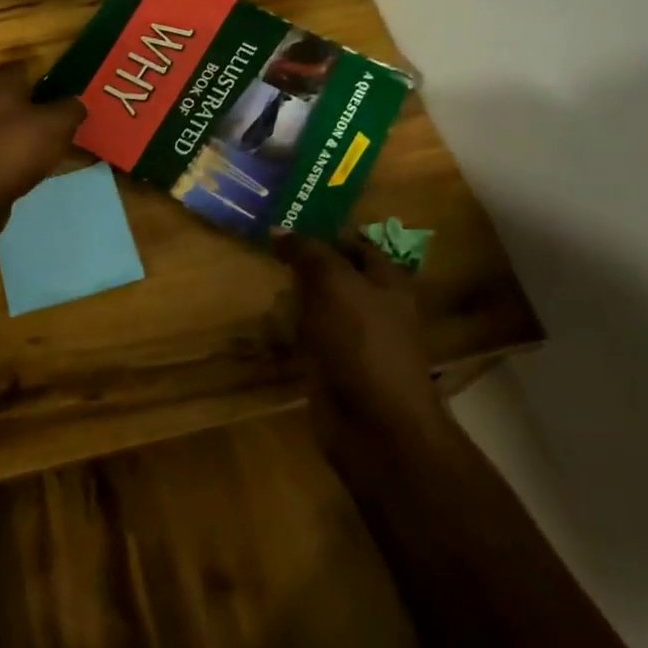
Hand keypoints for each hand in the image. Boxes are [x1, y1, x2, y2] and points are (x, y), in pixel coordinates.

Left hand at [0, 61, 86, 209]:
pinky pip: (5, 148)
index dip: (49, 76)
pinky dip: (22, 154)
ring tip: (60, 145)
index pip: (26, 67)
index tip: (70, 90)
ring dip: (32, 132)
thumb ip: (72, 108)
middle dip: (41, 106)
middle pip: (17, 97)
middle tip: (68, 118)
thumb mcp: (58, 123)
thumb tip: (77, 103)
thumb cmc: (18, 146)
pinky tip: (42, 166)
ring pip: (11, 125)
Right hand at [272, 230, 446, 456]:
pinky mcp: (335, 370)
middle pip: (337, 277)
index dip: (326, 233)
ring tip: (261, 283)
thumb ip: (308, 252)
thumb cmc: (360, 342)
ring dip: (295, 299)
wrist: (374, 423)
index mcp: (387, 282)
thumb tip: (279, 228)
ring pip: (321, 309)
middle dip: (306, 266)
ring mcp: (355, 342)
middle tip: (265, 251)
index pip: (357, 245)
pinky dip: (291, 332)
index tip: (287, 224)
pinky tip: (267, 324)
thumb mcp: (333, 283)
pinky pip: (310, 341)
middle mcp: (375, 308)